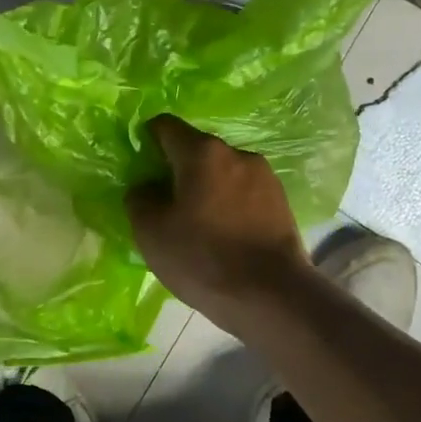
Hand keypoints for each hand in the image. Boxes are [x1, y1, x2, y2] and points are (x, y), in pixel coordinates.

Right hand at [126, 116, 312, 338]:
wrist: (271, 295)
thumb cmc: (202, 258)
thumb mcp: (151, 232)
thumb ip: (139, 199)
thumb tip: (146, 187)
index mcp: (202, 153)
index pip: (165, 126)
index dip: (146, 140)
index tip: (139, 168)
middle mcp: (237, 153)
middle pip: (197, 150)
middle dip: (177, 169)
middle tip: (163, 203)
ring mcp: (265, 177)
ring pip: (222, 173)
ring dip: (206, 188)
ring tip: (196, 223)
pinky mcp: (281, 202)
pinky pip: (243, 193)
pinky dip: (228, 204)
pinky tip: (223, 234)